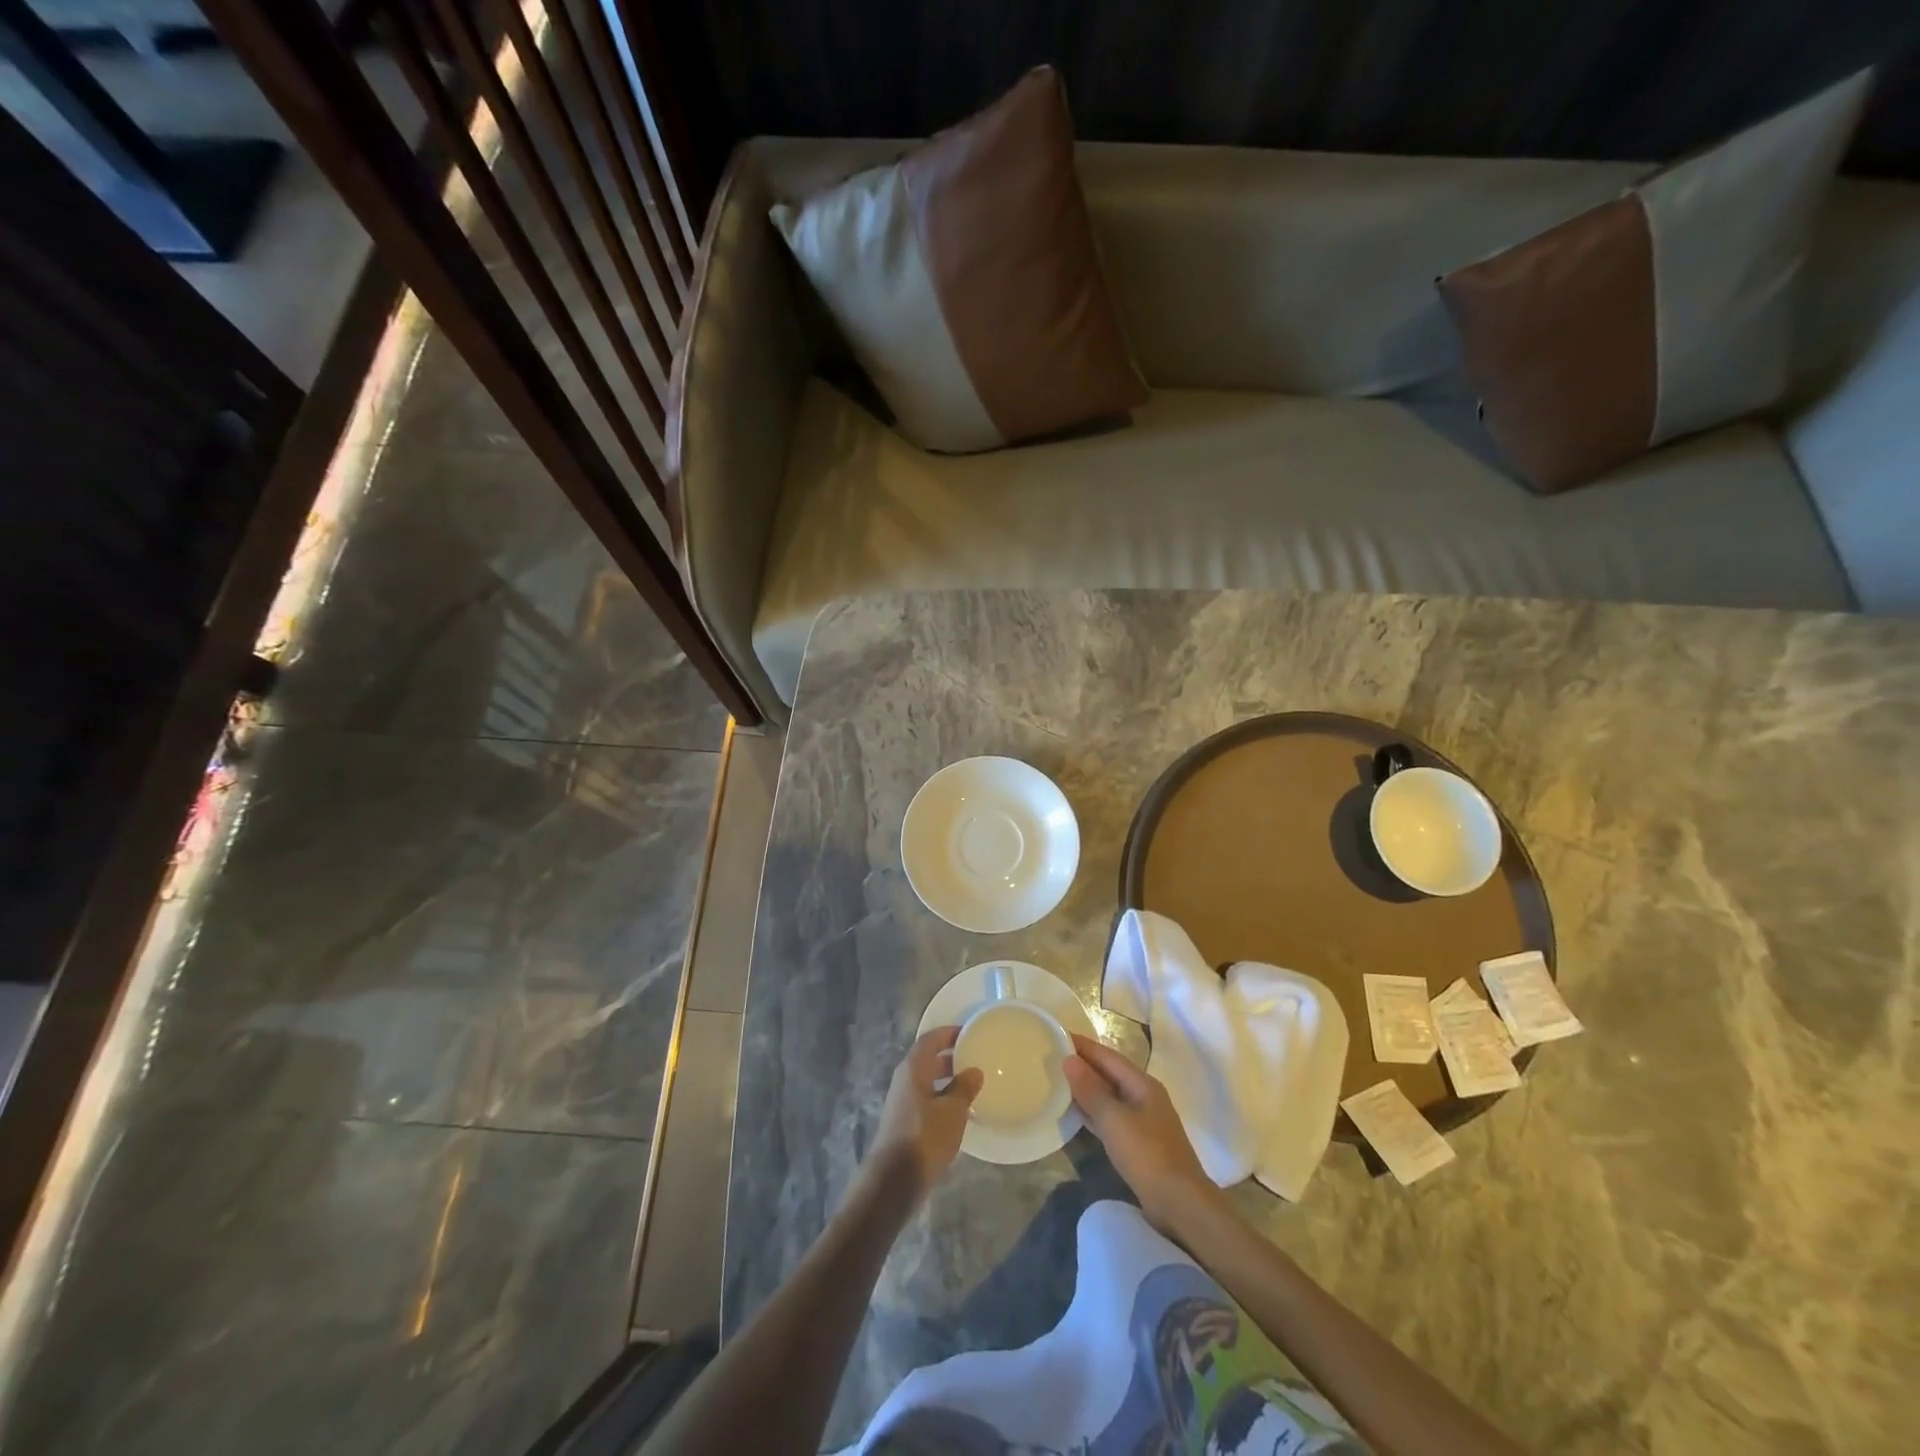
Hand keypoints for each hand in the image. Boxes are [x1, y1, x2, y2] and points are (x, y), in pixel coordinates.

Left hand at [862, 1027, 981, 1203]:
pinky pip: (926, 1100)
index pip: (931, 1039)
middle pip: (928, 1059)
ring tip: (973, 1084)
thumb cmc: (925, 1137)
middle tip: (975, 1058)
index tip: (970, 1032)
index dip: (949, 1033)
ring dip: (947, 1080)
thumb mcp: (952, 1111)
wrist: (894, 1180)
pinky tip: (959, 1112)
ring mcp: (902, 1102)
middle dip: (950, 1057)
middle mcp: (905, 1080)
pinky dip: (942, 1098)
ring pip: (927, 1081)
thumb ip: (964, 1088)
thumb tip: (974, 1071)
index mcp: (913, 1068)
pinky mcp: (904, 1123)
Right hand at [1064, 1034, 1220, 1233]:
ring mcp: (1144, 1121)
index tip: (1057, 1035)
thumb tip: (1069, 1059)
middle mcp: (1145, 1096)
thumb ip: (1091, 1090)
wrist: (1181, 1205)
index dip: (1083, 1046)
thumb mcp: (1114, 1120)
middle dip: (1084, 1065)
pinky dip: (1094, 1111)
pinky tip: (1077, 1114)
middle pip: (1110, 1073)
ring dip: (1087, 1089)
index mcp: (1143, 1084)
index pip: (1108, 1056)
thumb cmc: (1147, 1155)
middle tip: (1051, 1058)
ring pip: (1110, 1096)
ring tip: (1058, 1082)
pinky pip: (1112, 1117)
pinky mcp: (1140, 1143)